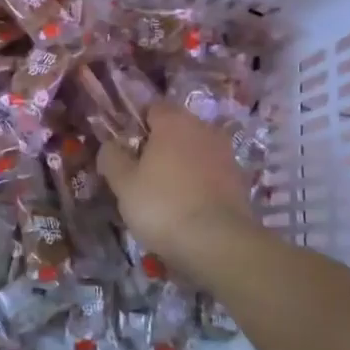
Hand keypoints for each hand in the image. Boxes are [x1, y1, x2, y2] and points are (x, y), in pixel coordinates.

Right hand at [98, 102, 260, 284]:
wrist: (219, 243)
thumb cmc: (163, 205)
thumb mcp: (123, 183)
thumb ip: (112, 158)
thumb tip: (109, 145)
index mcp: (174, 121)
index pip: (152, 107)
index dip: (136, 124)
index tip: (125, 148)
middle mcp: (204, 129)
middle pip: (176, 128)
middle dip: (159, 145)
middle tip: (141, 173)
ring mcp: (226, 154)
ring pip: (195, 151)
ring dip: (180, 164)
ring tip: (164, 193)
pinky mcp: (240, 180)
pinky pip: (210, 173)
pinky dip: (198, 183)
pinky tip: (186, 206)